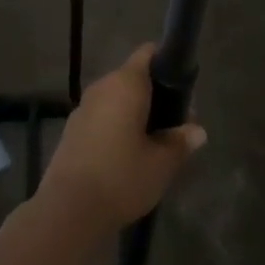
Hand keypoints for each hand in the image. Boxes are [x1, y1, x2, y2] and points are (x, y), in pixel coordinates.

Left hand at [38, 46, 205, 231]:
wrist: (67, 211)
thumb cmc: (121, 177)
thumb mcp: (161, 163)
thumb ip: (180, 142)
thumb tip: (197, 131)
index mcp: (126, 84)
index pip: (148, 54)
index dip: (167, 64)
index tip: (183, 90)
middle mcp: (102, 87)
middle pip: (133, 78)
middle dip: (155, 96)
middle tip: (175, 126)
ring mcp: (83, 108)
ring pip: (116, 100)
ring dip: (135, 114)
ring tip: (153, 145)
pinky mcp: (71, 131)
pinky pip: (101, 117)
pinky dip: (116, 127)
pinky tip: (126, 157)